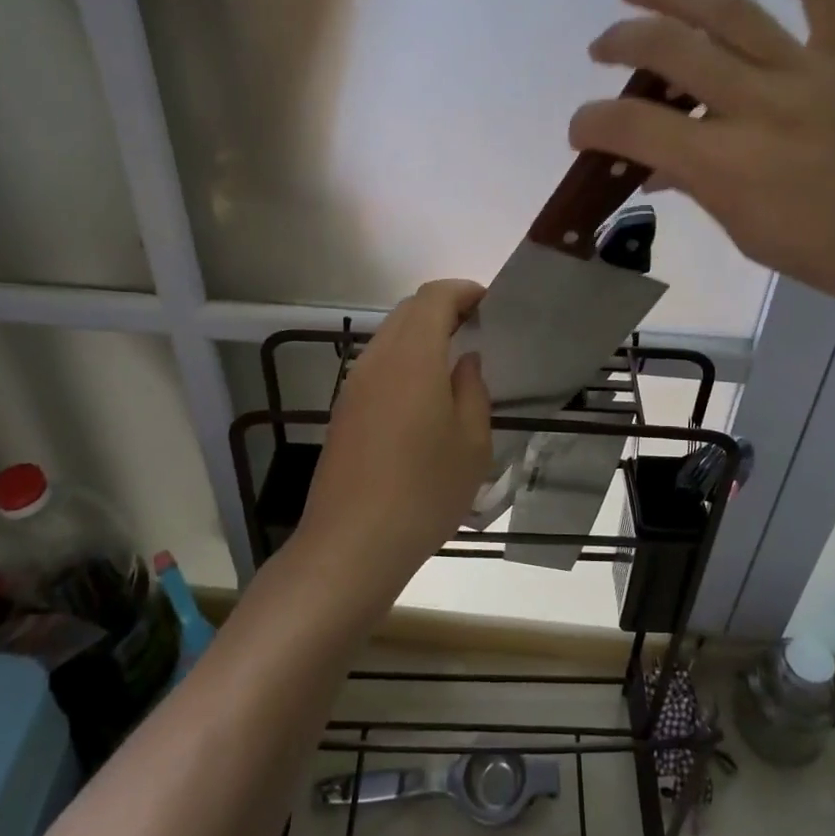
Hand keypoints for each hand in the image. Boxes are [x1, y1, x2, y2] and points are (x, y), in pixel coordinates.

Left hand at [295, 280, 492, 613]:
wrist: (352, 543)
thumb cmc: (424, 491)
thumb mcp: (472, 444)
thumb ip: (473, 390)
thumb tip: (466, 361)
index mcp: (412, 357)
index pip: (434, 297)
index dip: (463, 291)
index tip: (490, 305)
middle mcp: (377, 359)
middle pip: (408, 310)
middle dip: (444, 308)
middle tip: (478, 330)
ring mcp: (355, 384)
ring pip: (390, 336)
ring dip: (422, 334)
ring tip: (454, 361)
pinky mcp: (344, 410)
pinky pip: (378, 364)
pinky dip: (405, 360)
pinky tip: (424, 395)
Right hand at [570, 0, 834, 329]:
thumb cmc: (833, 254)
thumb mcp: (747, 231)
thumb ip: (697, 186)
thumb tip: (657, 164)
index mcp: (729, 165)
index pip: (634, 127)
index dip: (591, 122)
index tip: (581, 127)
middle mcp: (761, 106)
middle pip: (671, 51)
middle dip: (621, 42)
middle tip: (601, 48)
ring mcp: (811, 71)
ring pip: (729, 10)